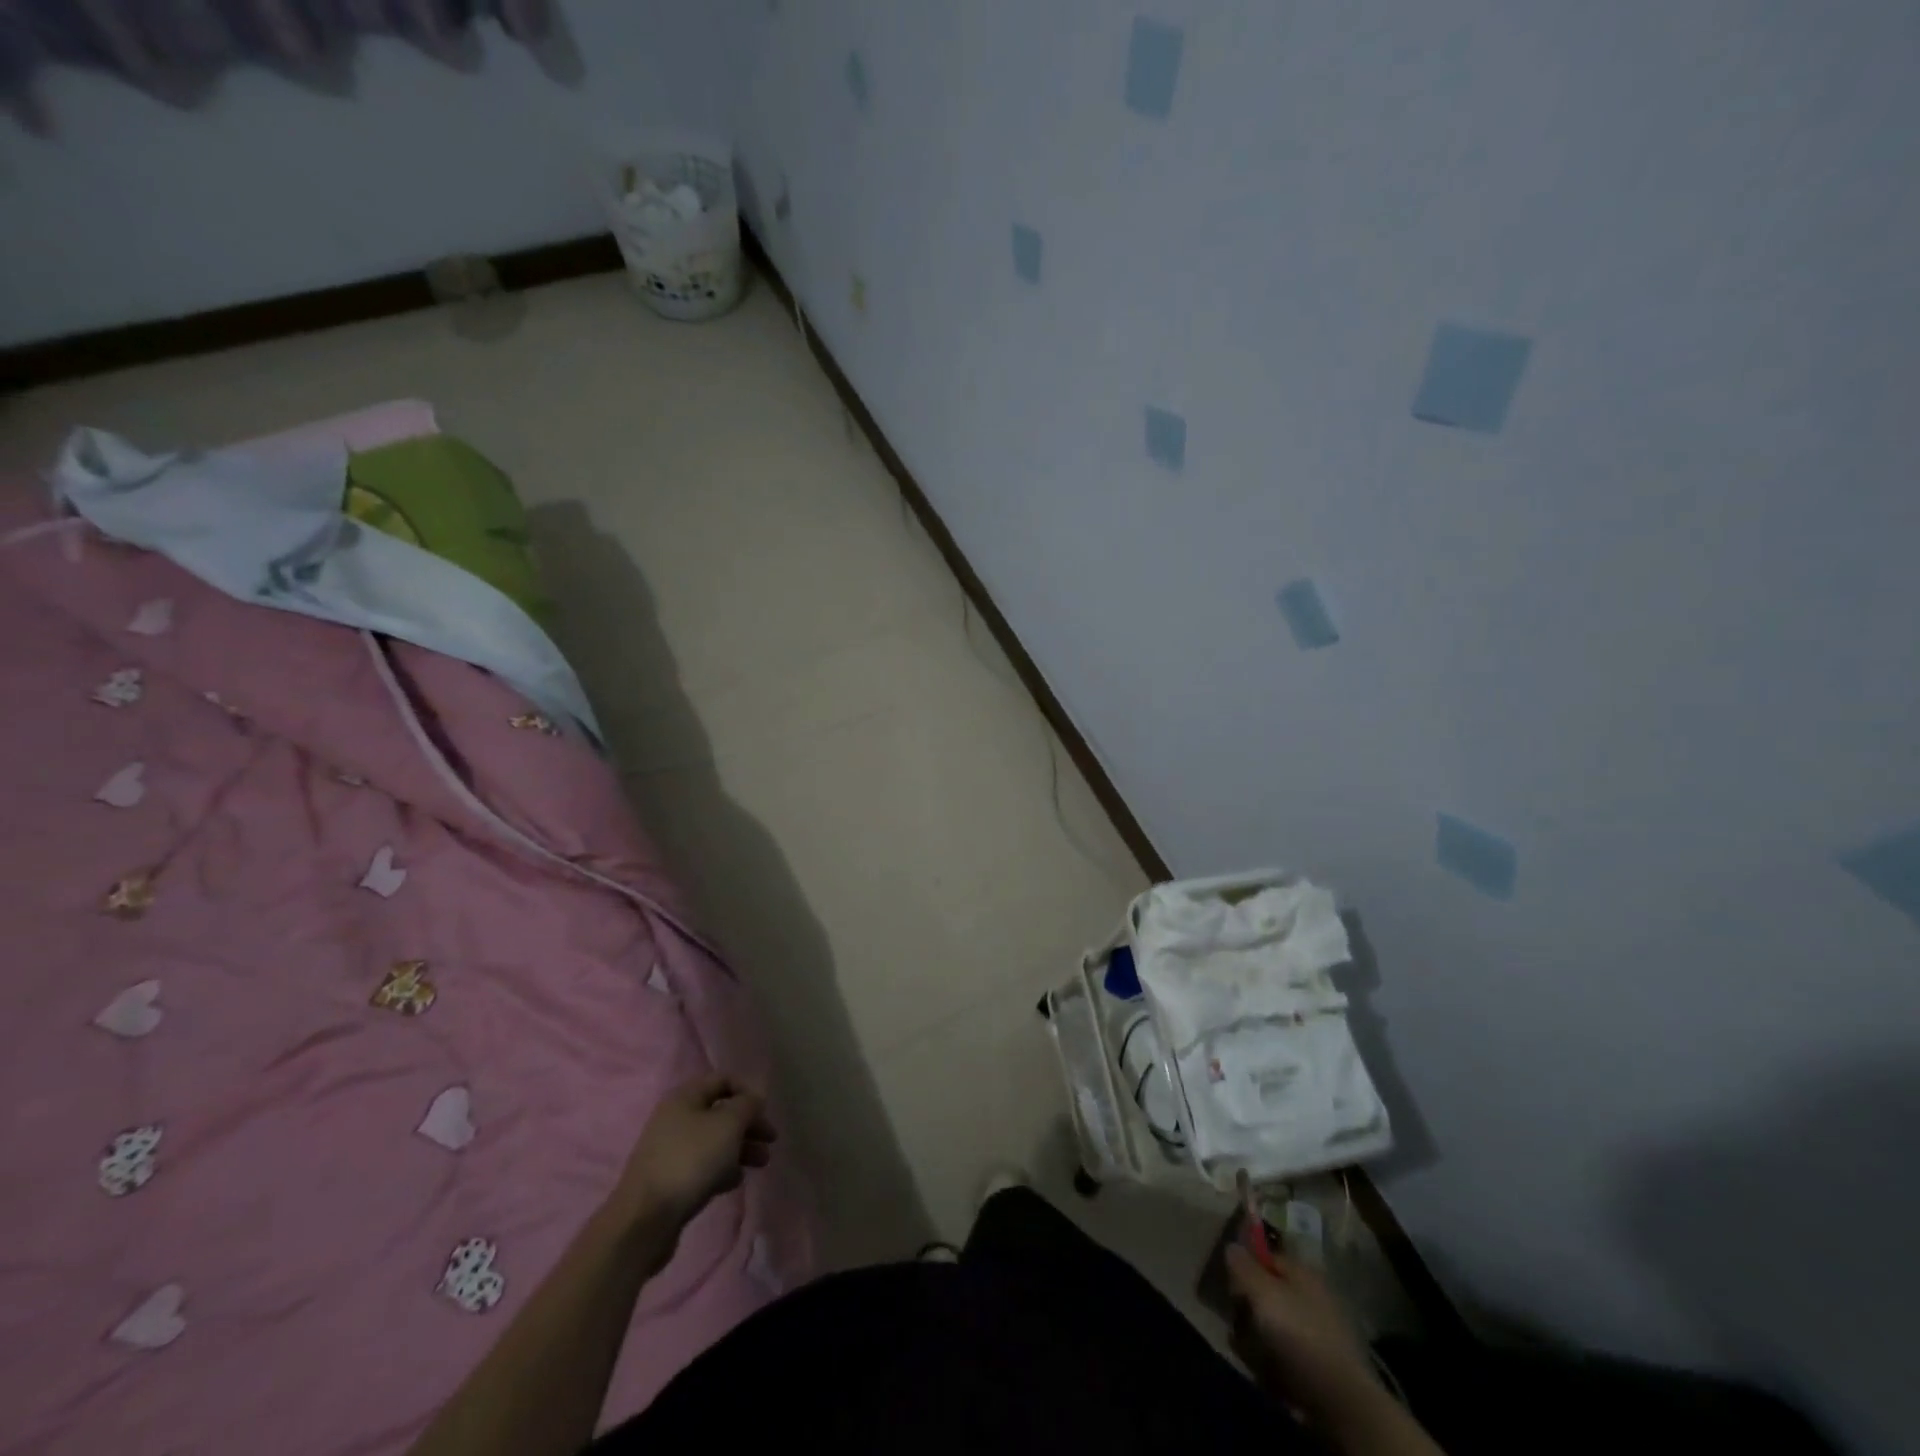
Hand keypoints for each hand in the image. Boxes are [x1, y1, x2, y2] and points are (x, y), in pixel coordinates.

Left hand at [613, 1074, 775, 1229]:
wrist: (646, 1219)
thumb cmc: (691, 1160)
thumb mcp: (728, 1124)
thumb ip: (747, 1105)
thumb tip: (753, 1099)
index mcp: (685, 1097)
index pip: (723, 1080)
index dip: (748, 1091)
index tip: (766, 1112)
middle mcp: (675, 1118)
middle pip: (721, 1112)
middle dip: (749, 1125)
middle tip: (771, 1141)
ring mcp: (670, 1150)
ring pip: (714, 1141)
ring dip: (740, 1148)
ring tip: (761, 1164)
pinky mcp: (670, 1179)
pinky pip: (703, 1165)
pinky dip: (722, 1168)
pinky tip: (734, 1182)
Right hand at [1226, 1242, 1378, 1425]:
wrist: (1341, 1399)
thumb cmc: (1298, 1333)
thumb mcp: (1262, 1292)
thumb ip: (1243, 1266)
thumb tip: (1232, 1246)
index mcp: (1303, 1272)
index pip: (1266, 1257)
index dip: (1245, 1266)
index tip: (1228, 1284)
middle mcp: (1313, 1296)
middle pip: (1270, 1292)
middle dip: (1249, 1306)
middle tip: (1236, 1319)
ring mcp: (1319, 1332)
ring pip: (1276, 1324)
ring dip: (1256, 1335)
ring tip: (1246, 1348)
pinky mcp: (1321, 1364)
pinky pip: (1287, 1353)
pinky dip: (1273, 1359)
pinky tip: (1264, 1369)